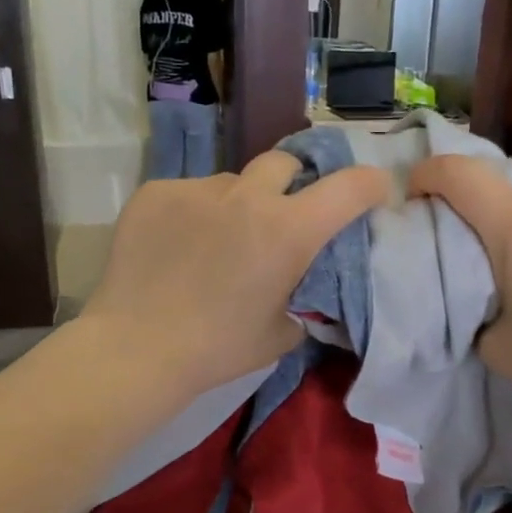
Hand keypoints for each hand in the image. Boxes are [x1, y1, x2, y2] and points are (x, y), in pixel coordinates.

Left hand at [83, 152, 389, 398]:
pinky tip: (177, 248)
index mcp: (289, 231)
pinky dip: (194, 214)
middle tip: (281, 217)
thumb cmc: (218, 349)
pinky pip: (189, 193)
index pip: (350, 187)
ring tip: (216, 244)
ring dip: (237, 204)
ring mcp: (198, 189)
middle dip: (293, 184)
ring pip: (231, 182)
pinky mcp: (156, 192)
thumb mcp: (281, 333)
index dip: (371, 185)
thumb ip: (302, 298)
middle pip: (285, 163)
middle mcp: (248, 196)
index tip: (374, 193)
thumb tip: (301, 287)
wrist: (137, 348)